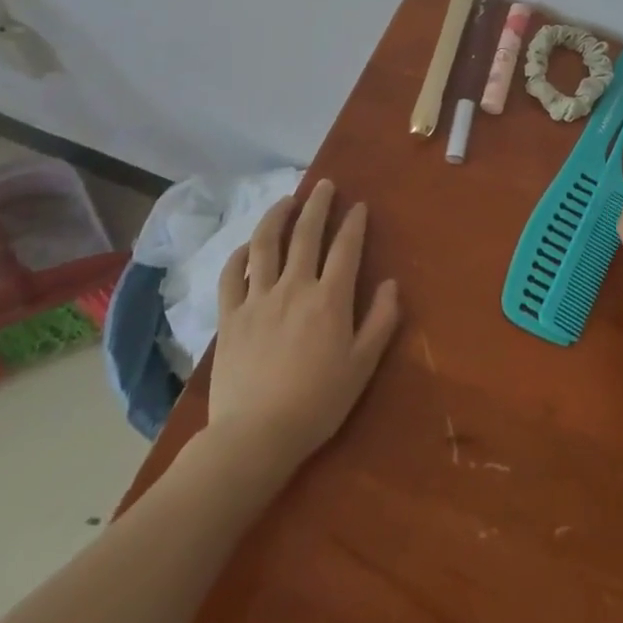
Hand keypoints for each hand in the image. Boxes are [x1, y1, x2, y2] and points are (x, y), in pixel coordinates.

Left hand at [200, 179, 401, 475]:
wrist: (254, 438)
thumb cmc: (316, 404)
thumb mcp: (361, 367)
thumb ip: (380, 322)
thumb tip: (392, 284)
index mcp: (329, 299)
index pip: (345, 247)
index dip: (353, 223)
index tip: (358, 206)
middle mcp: (294, 287)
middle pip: (306, 233)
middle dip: (317, 204)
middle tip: (324, 185)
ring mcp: (258, 299)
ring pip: (265, 244)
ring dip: (277, 216)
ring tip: (286, 199)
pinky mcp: (230, 317)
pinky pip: (231, 276)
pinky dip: (238, 256)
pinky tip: (246, 247)